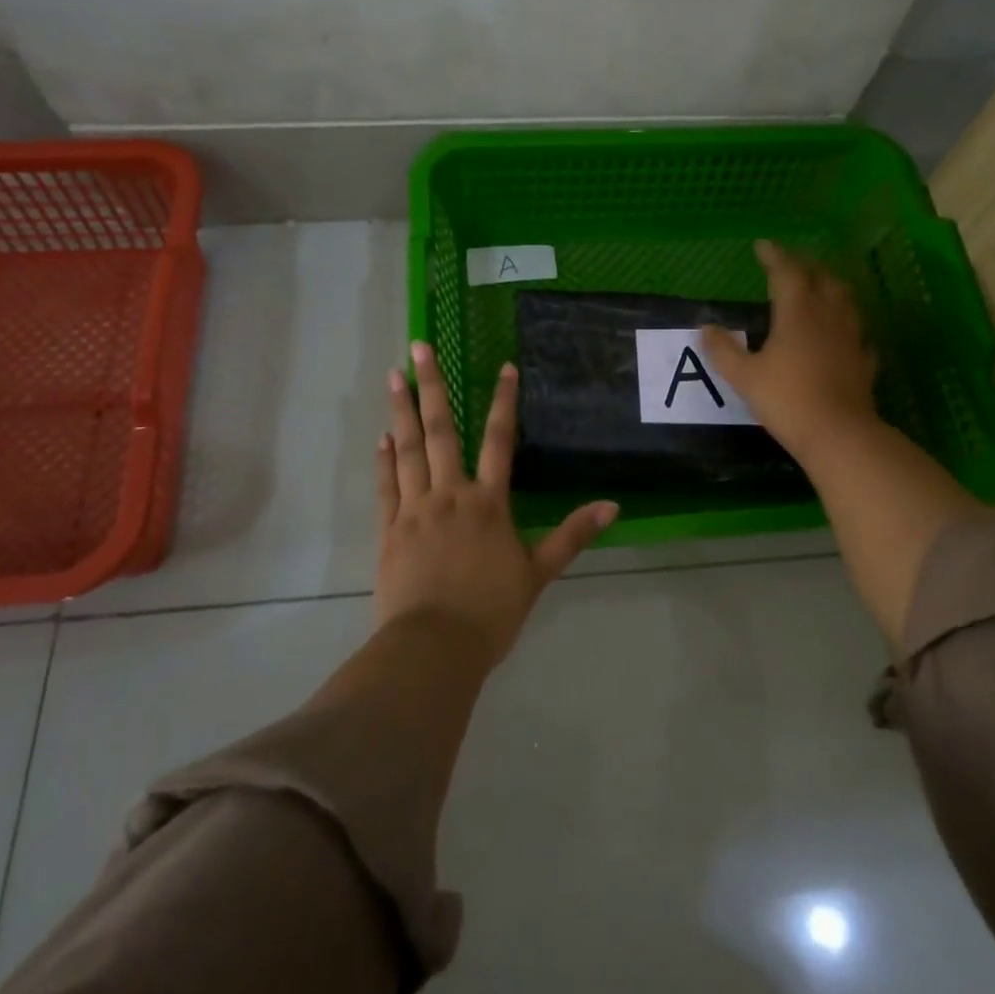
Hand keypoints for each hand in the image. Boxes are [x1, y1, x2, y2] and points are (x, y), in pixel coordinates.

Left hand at [376, 341, 617, 667]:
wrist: (434, 648)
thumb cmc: (491, 611)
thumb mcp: (539, 573)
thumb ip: (572, 535)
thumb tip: (612, 505)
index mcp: (488, 502)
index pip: (500, 439)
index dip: (504, 401)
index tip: (503, 366)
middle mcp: (450, 494)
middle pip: (441, 430)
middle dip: (433, 385)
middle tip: (420, 345)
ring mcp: (415, 510)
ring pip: (407, 449)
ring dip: (401, 410)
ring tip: (394, 374)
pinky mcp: (389, 530)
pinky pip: (386, 486)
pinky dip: (384, 459)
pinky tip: (382, 436)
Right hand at [700, 240, 881, 466]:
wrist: (838, 434)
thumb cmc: (786, 399)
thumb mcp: (744, 376)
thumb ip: (723, 350)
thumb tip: (706, 327)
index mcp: (798, 312)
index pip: (787, 271)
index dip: (774, 256)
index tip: (762, 245)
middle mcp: (828, 315)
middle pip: (821, 277)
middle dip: (804, 265)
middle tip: (788, 263)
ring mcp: (851, 336)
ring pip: (844, 298)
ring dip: (828, 286)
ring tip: (817, 287)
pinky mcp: (864, 359)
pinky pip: (856, 330)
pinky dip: (845, 322)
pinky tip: (840, 332)